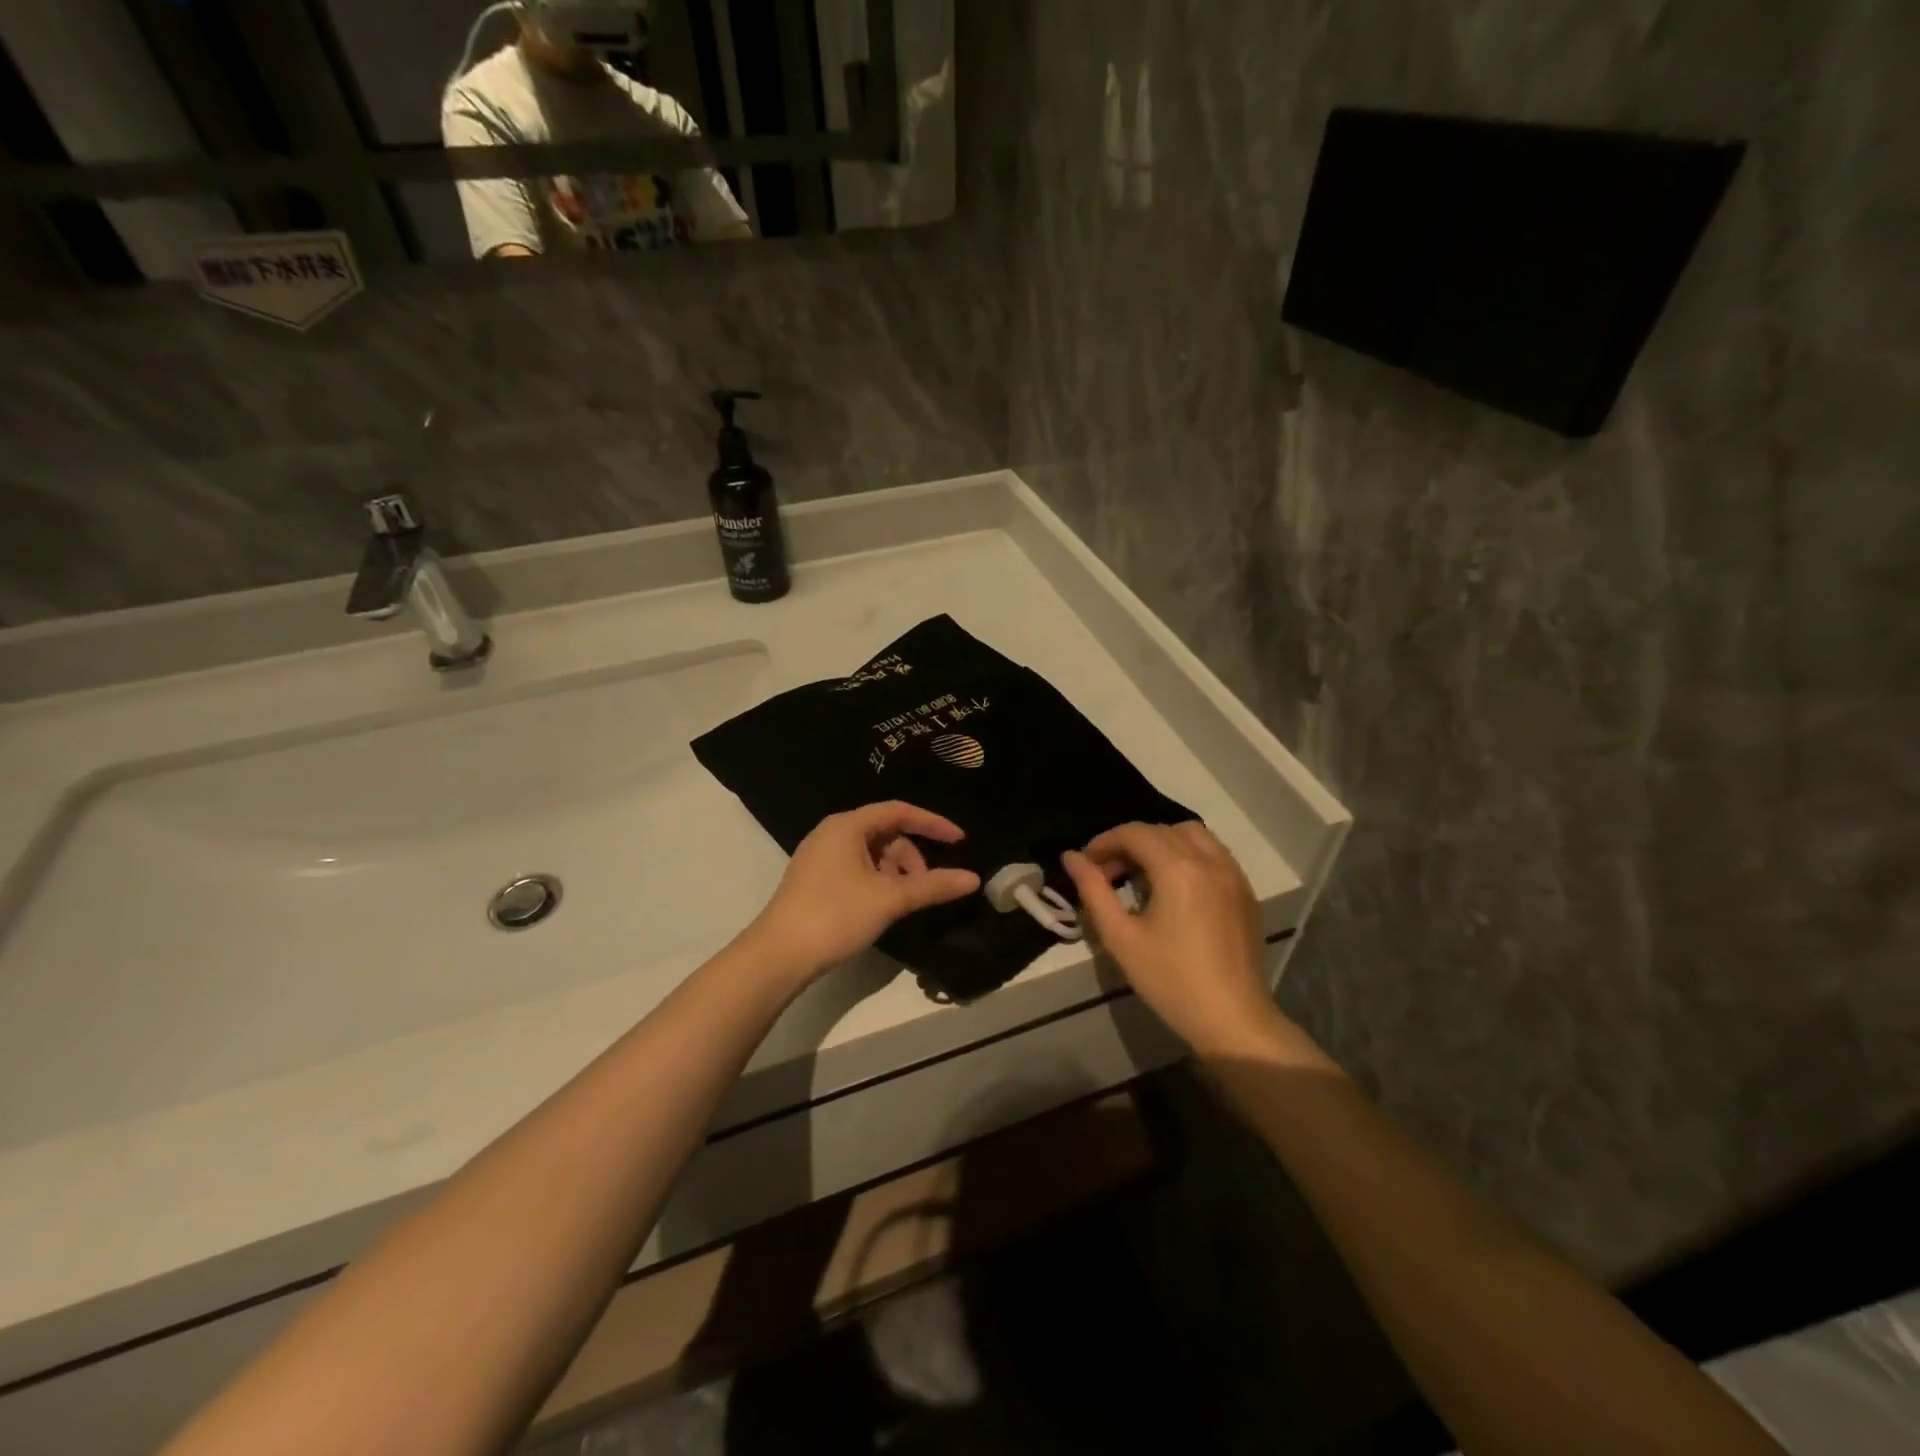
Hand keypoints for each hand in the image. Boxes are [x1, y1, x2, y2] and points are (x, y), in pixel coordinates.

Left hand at [744, 802, 980, 985]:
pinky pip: (857, 868)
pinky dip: (878, 881)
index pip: (899, 811)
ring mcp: (821, 856)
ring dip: (896, 872)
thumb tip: (973, 879)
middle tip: (927, 886)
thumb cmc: (835, 915)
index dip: (932, 823)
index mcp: (847, 825)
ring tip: (905, 902)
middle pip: (886, 833)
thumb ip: (932, 886)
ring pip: (872, 853)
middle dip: (912, 857)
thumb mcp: (889, 899)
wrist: (778, 955)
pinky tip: (884, 906)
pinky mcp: (816, 879)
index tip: (960, 841)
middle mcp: (832, 833)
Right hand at [1062, 822, 1282, 1051]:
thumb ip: (1093, 890)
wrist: (1231, 1019)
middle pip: (1161, 830)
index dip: (1104, 841)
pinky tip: (1173, 884)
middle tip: (1107, 872)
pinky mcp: (1245, 890)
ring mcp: (1233, 873)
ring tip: (1140, 873)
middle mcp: (1209, 860)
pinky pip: (1213, 852)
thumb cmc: (1170, 980)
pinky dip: (1187, 853)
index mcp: (1178, 870)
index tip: (1086, 863)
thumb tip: (1072, 857)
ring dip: (1160, 843)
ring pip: (1192, 834)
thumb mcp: (1120, 937)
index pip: (1135, 833)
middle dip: (1129, 843)